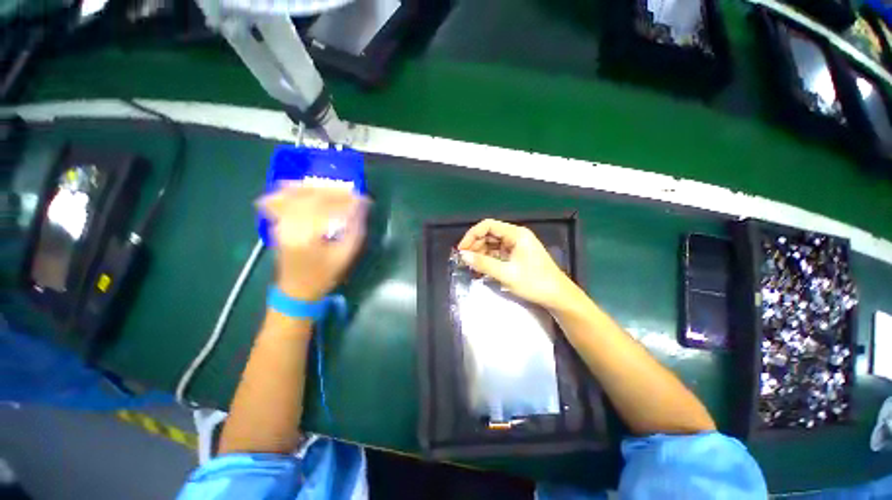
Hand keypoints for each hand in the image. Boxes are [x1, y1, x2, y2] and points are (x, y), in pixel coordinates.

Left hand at [258, 184, 368, 300]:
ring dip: (317, 188)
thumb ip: (354, 231)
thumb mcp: (345, 256)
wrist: (296, 291)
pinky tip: (301, 187)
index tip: (364, 199)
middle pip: (312, 198)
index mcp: (307, 236)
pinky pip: (280, 200)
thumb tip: (361, 209)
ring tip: (334, 189)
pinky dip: (291, 190)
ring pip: (296, 195)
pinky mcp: (277, 224)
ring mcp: (280, 223)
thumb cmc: (324, 276)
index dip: (348, 201)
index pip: (329, 208)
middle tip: (352, 193)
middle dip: (335, 192)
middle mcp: (290, 225)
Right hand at [457, 219, 578, 310]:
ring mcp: (517, 245)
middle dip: (475, 244)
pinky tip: (481, 267)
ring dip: (481, 252)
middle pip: (490, 234)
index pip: (488, 225)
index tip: (462, 249)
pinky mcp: (517, 255)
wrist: (558, 296)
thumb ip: (483, 263)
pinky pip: (498, 252)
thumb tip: (463, 255)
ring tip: (471, 265)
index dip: (472, 235)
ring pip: (493, 243)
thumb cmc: (534, 283)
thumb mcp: (506, 274)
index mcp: (516, 234)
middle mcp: (516, 236)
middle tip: (464, 259)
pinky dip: (489, 258)